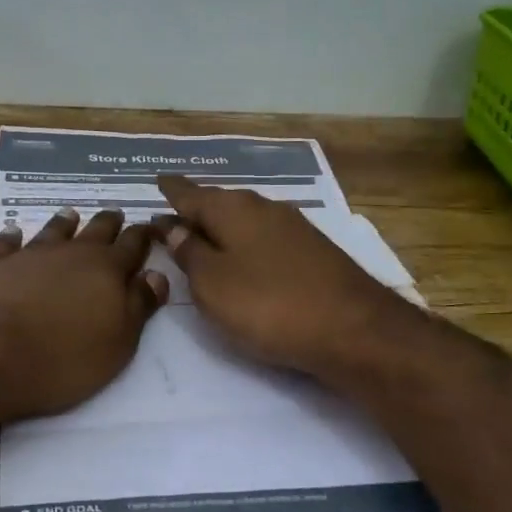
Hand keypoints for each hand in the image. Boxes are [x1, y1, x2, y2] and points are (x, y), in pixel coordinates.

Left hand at [0, 207, 169, 424]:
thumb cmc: (60, 358)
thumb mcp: (116, 343)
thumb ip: (138, 307)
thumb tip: (157, 275)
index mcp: (106, 270)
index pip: (132, 246)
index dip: (143, 236)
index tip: (151, 227)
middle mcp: (69, 253)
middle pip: (95, 231)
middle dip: (109, 223)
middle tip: (116, 213)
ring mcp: (27, 255)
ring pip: (52, 231)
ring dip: (64, 223)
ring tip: (71, 213)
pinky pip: (5, 243)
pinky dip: (12, 236)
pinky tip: (13, 233)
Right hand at [154, 175, 404, 376]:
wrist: (354, 330)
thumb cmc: (269, 305)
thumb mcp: (212, 284)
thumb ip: (189, 254)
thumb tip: (175, 227)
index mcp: (233, 210)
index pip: (191, 194)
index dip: (172, 190)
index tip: (157, 181)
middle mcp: (264, 208)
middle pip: (220, 203)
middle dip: (196, 208)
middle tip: (174, 215)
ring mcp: (294, 229)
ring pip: (245, 220)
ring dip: (222, 227)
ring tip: (203, 236)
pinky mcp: (314, 252)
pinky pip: (264, 238)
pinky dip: (245, 243)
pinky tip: (244, 257)